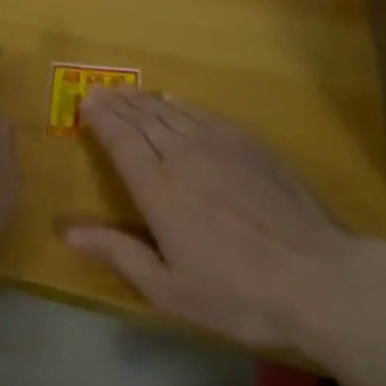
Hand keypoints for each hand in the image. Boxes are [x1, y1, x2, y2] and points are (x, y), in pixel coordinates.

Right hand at [65, 89, 357, 351]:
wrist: (318, 277)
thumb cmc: (237, 293)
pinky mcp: (250, 144)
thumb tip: (67, 230)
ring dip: (146, 100)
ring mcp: (221, 144)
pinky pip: (205, 113)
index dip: (101, 118)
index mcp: (159, 189)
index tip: (85, 102)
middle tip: (100, 91)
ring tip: (129, 93)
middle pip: (144, 118)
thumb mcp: (169, 289)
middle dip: (118, 103)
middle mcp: (184, 156)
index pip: (122, 140)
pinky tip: (175, 102)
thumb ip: (118, 253)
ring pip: (173, 111)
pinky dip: (182, 105)